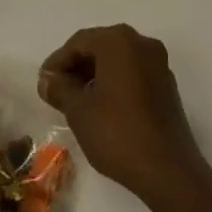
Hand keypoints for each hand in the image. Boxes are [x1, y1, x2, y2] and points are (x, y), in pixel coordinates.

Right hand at [39, 24, 208, 204]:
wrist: (168, 170)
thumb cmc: (118, 134)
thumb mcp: (79, 111)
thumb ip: (60, 88)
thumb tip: (48, 79)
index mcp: (119, 41)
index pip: (80, 41)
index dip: (58, 61)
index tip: (44, 82)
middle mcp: (142, 43)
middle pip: (100, 46)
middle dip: (77, 66)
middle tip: (57, 90)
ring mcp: (158, 63)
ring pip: (118, 59)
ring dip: (95, 74)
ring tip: (76, 100)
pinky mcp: (166, 84)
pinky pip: (133, 72)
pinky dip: (115, 82)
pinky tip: (102, 107)